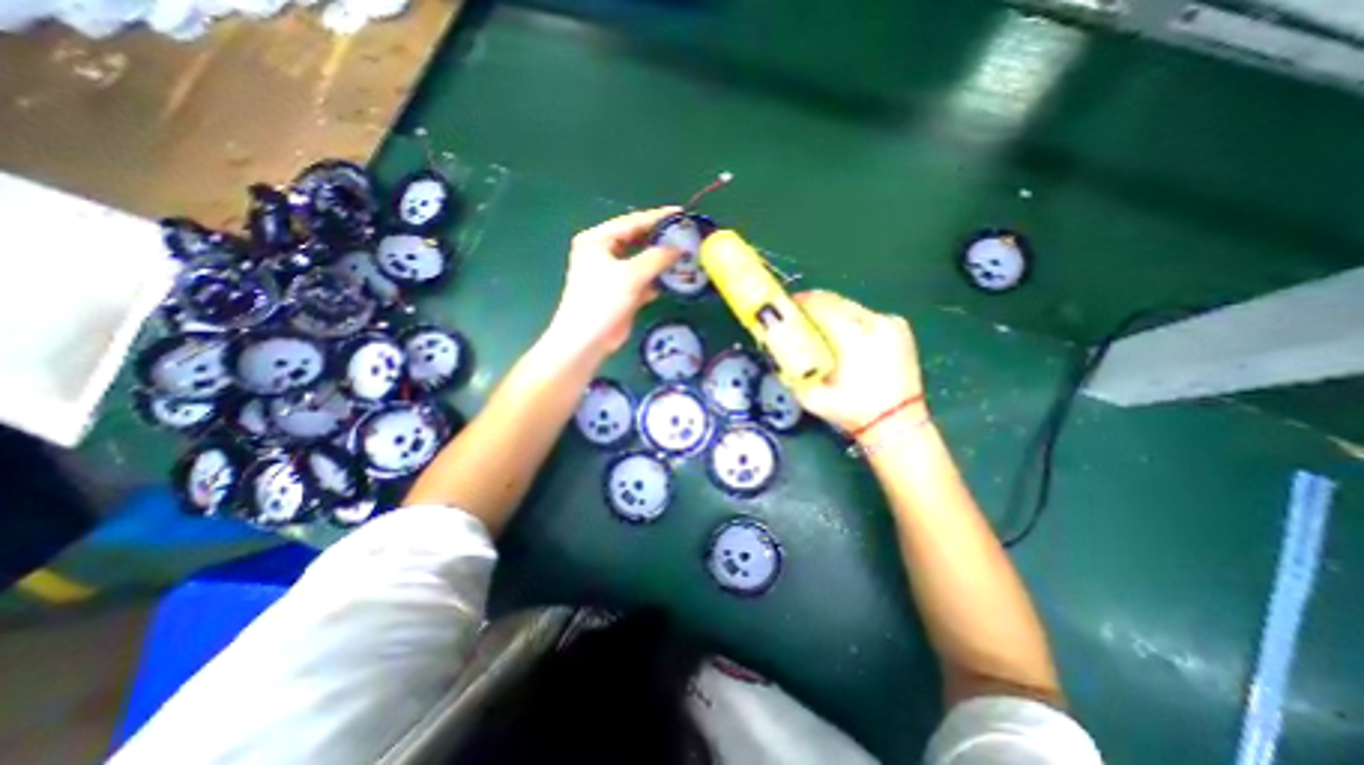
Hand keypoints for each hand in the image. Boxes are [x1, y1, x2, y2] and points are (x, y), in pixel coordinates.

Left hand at [549, 202, 681, 355]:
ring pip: (641, 261)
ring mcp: (612, 273)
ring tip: (684, 256)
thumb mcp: (631, 274)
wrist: (587, 339)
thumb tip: (678, 249)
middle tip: (685, 235)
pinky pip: (642, 280)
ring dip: (660, 261)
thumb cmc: (603, 300)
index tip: (680, 213)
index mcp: (598, 240)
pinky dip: (656, 280)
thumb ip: (657, 258)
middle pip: (636, 240)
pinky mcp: (620, 292)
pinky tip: (673, 280)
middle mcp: (603, 252)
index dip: (657, 217)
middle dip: (660, 239)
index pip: (631, 222)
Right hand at [789, 291, 928, 436]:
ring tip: (817, 325)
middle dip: (814, 304)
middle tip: (797, 313)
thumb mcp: (812, 398)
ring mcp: (891, 323)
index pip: (821, 306)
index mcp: (854, 338)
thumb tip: (776, 355)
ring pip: (851, 306)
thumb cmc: (853, 412)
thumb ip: (790, 374)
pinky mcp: (899, 327)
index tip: (786, 306)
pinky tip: (841, 334)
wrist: (896, 424)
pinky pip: (866, 315)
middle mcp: (875, 323)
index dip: (801, 303)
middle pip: (836, 301)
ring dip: (831, 311)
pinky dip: (849, 319)